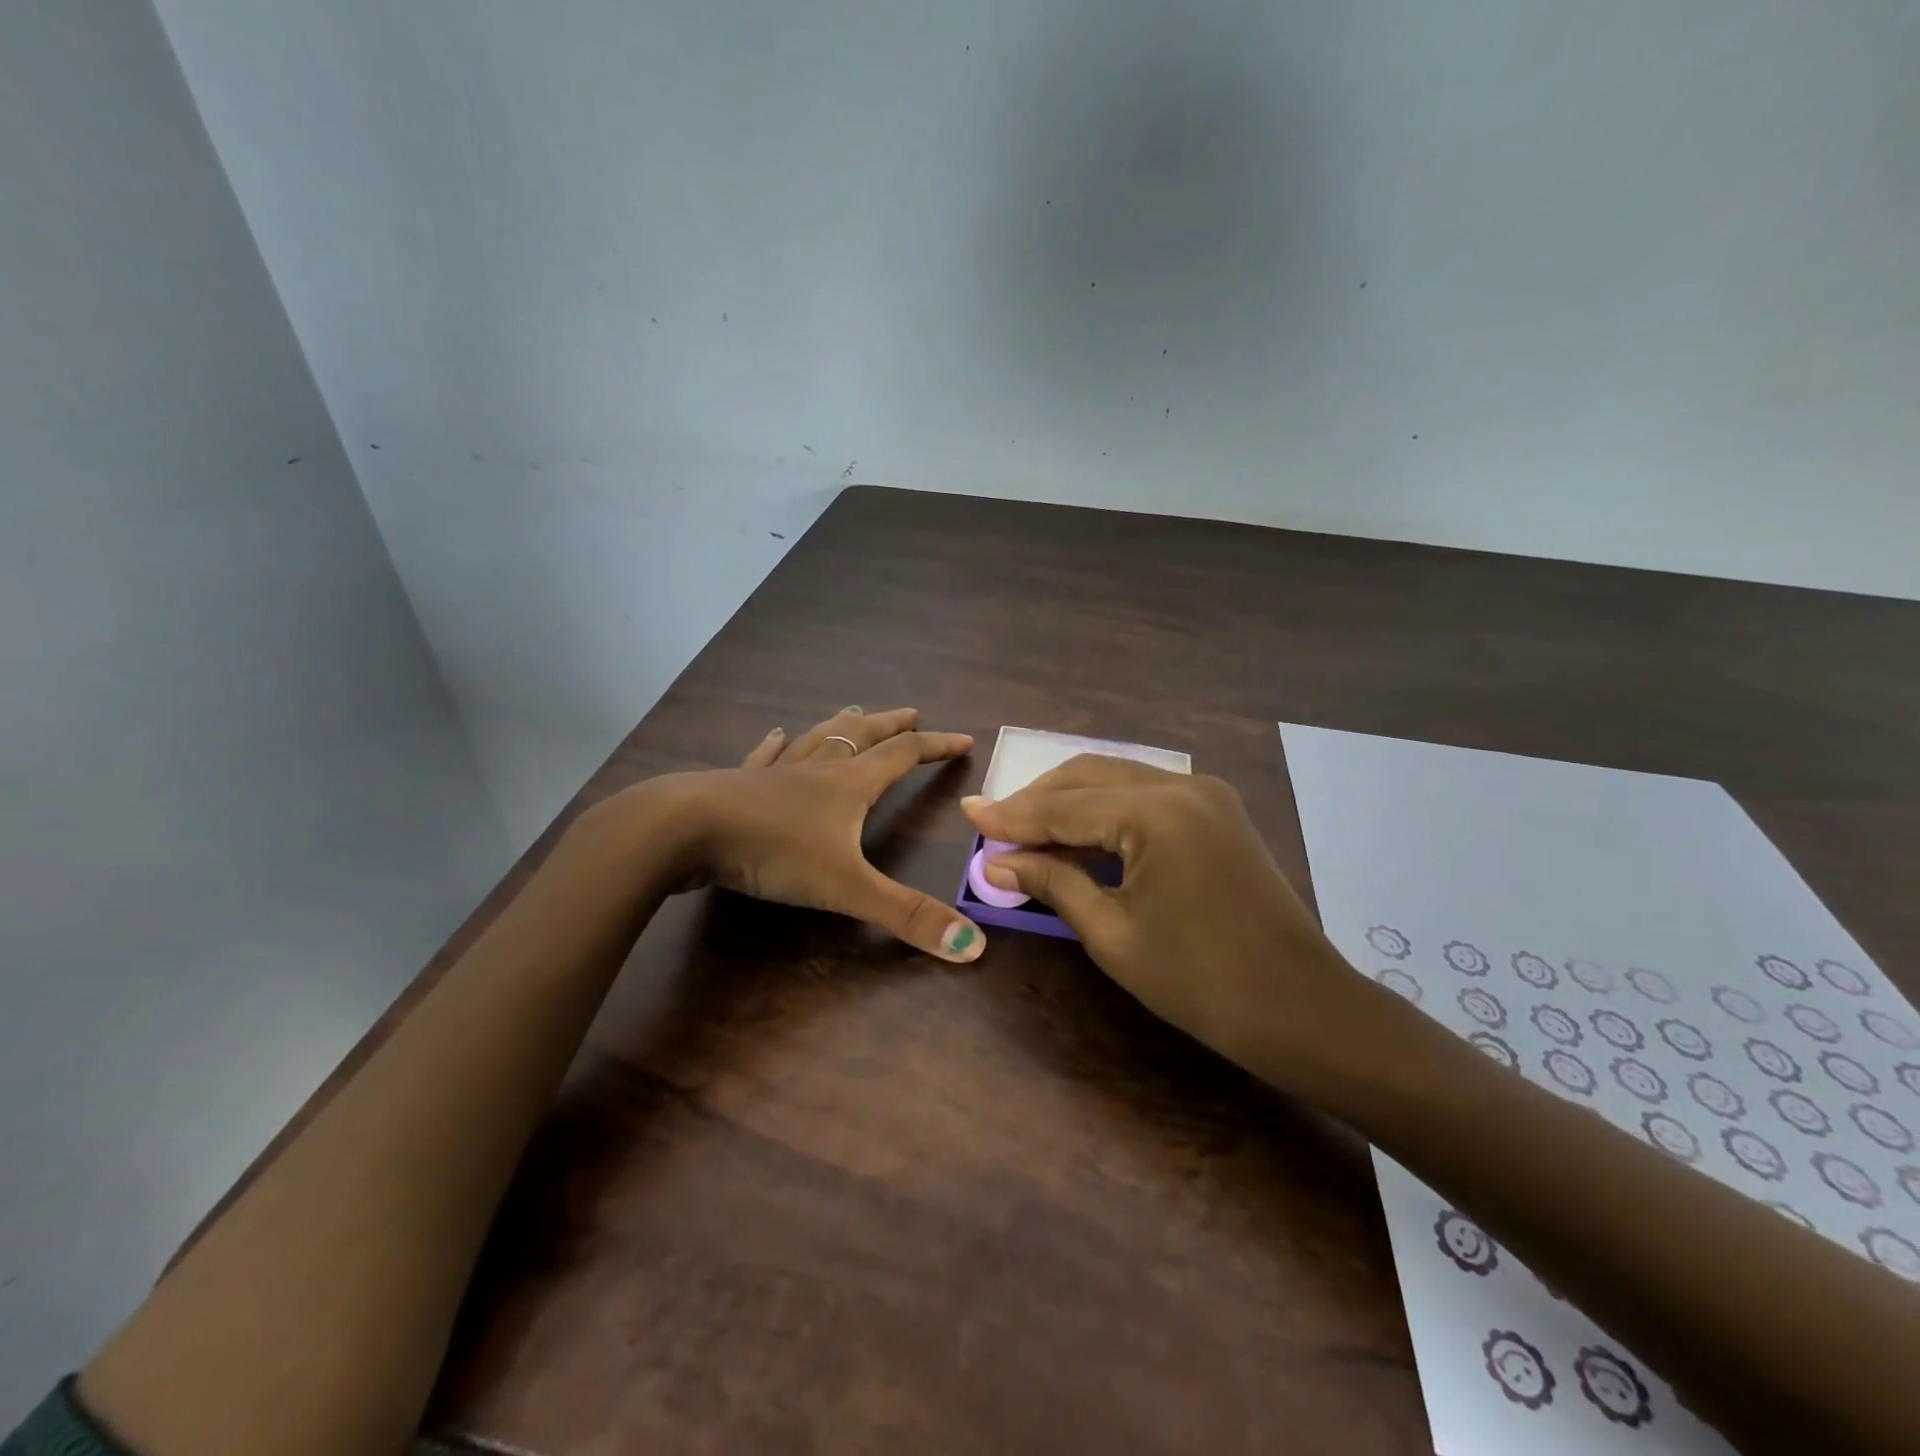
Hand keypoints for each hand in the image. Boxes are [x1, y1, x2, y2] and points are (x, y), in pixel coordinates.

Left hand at [614, 707, 986, 962]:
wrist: (685, 829)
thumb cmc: (772, 850)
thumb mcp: (846, 888)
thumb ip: (907, 916)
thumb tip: (974, 947)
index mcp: (849, 785)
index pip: (904, 755)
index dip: (936, 746)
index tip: (963, 739)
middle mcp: (817, 770)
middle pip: (862, 736)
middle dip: (890, 725)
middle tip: (911, 712)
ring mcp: (775, 773)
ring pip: (817, 740)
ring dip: (841, 726)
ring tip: (854, 711)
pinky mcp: (739, 785)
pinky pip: (766, 757)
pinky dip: (777, 746)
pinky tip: (776, 735)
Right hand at [961, 756, 1375, 1092]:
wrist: (1302, 1009)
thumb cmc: (1201, 982)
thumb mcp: (1113, 934)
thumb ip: (1053, 883)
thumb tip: (995, 863)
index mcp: (1157, 812)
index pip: (1065, 806)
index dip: (1012, 816)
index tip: (968, 814)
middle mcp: (1182, 785)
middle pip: (1089, 776)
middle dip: (1038, 800)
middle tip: (995, 825)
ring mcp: (1206, 794)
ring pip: (1118, 779)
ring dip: (1071, 800)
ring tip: (1027, 829)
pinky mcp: (1218, 811)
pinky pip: (1146, 795)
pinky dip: (1106, 809)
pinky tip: (1080, 831)